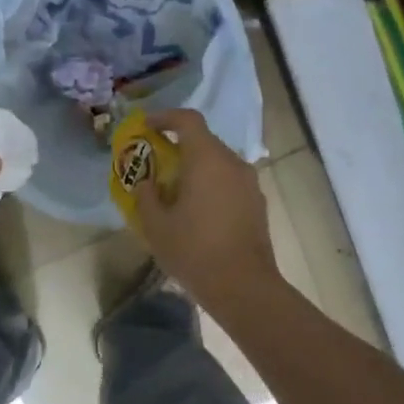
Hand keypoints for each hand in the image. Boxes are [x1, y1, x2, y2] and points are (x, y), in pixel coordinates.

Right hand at [132, 108, 280, 311]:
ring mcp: (250, 183)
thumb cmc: (195, 251)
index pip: (188, 120)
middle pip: (204, 141)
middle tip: (156, 164)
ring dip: (196, 169)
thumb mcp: (156, 226)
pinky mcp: (257, 203)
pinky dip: (211, 186)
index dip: (165, 117)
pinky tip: (197, 212)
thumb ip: (146, 196)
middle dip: (178, 147)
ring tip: (174, 192)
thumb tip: (145, 183)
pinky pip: (229, 182)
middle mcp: (233, 163)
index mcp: (207, 159)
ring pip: (218, 163)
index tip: (146, 127)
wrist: (244, 286)